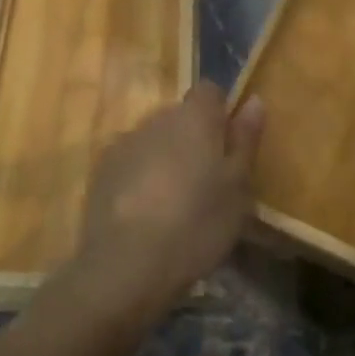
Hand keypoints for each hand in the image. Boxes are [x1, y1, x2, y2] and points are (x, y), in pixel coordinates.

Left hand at [62, 83, 264, 333]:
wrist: (127, 264)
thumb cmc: (197, 224)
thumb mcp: (237, 188)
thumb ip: (245, 140)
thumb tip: (253, 100)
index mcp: (194, 118)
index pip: (210, 91)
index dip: (221, 114)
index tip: (229, 148)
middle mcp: (156, 119)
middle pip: (180, 116)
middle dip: (194, 139)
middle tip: (208, 183)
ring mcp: (123, 143)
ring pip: (154, 140)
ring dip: (166, 158)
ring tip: (175, 203)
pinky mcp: (101, 171)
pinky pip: (130, 162)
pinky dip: (140, 177)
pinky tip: (146, 214)